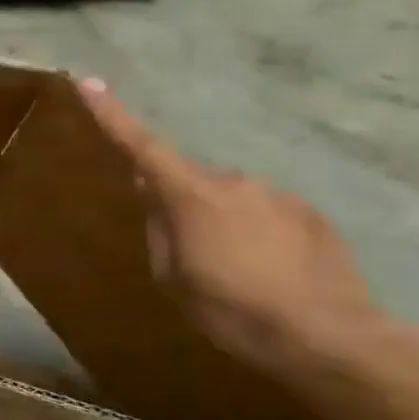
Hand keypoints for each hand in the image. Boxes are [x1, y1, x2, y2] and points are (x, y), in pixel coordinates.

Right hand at [78, 78, 383, 378]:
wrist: (330, 338)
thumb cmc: (232, 309)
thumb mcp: (172, 277)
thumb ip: (158, 230)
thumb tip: (155, 198)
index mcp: (191, 196)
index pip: (141, 146)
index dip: (111, 114)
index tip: (88, 81)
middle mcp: (234, 182)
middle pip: (189, 181)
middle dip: (179, 204)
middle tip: (186, 252)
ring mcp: (278, 196)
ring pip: (230, 199)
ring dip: (221, 222)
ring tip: (233, 271)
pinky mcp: (311, 215)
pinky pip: (266, 214)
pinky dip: (256, 234)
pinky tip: (269, 272)